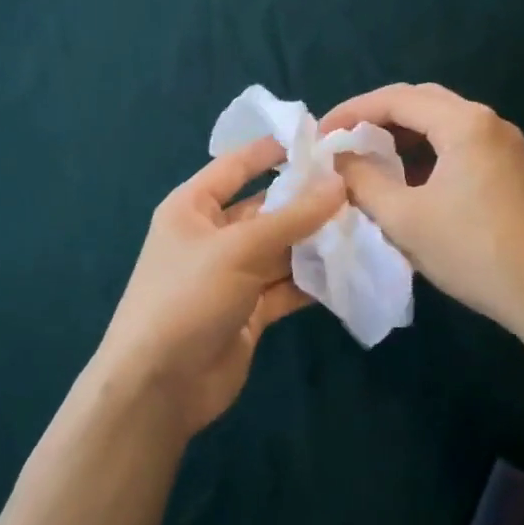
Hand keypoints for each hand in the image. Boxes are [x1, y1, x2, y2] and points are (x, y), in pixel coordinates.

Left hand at [95, 137, 343, 437]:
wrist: (159, 387)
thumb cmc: (187, 298)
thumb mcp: (239, 249)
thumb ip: (292, 217)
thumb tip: (339, 183)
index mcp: (193, 207)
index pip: (237, 165)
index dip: (273, 150)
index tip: (318, 137)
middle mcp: (212, 235)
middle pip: (265, 208)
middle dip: (306, 200)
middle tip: (358, 186)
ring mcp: (231, 275)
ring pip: (280, 248)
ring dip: (315, 241)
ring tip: (363, 224)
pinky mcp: (249, 310)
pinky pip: (285, 285)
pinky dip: (312, 280)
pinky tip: (349, 269)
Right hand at [319, 83, 523, 341]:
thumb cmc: (472, 252)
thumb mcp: (404, 218)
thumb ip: (363, 180)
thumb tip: (338, 159)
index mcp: (465, 123)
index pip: (397, 99)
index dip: (353, 111)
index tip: (321, 133)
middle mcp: (487, 120)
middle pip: (420, 100)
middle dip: (376, 115)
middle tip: (342, 138)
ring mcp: (503, 142)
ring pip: (440, 119)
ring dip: (401, 132)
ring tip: (366, 154)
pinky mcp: (508, 164)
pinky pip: (457, 140)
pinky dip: (425, 148)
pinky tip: (405, 174)